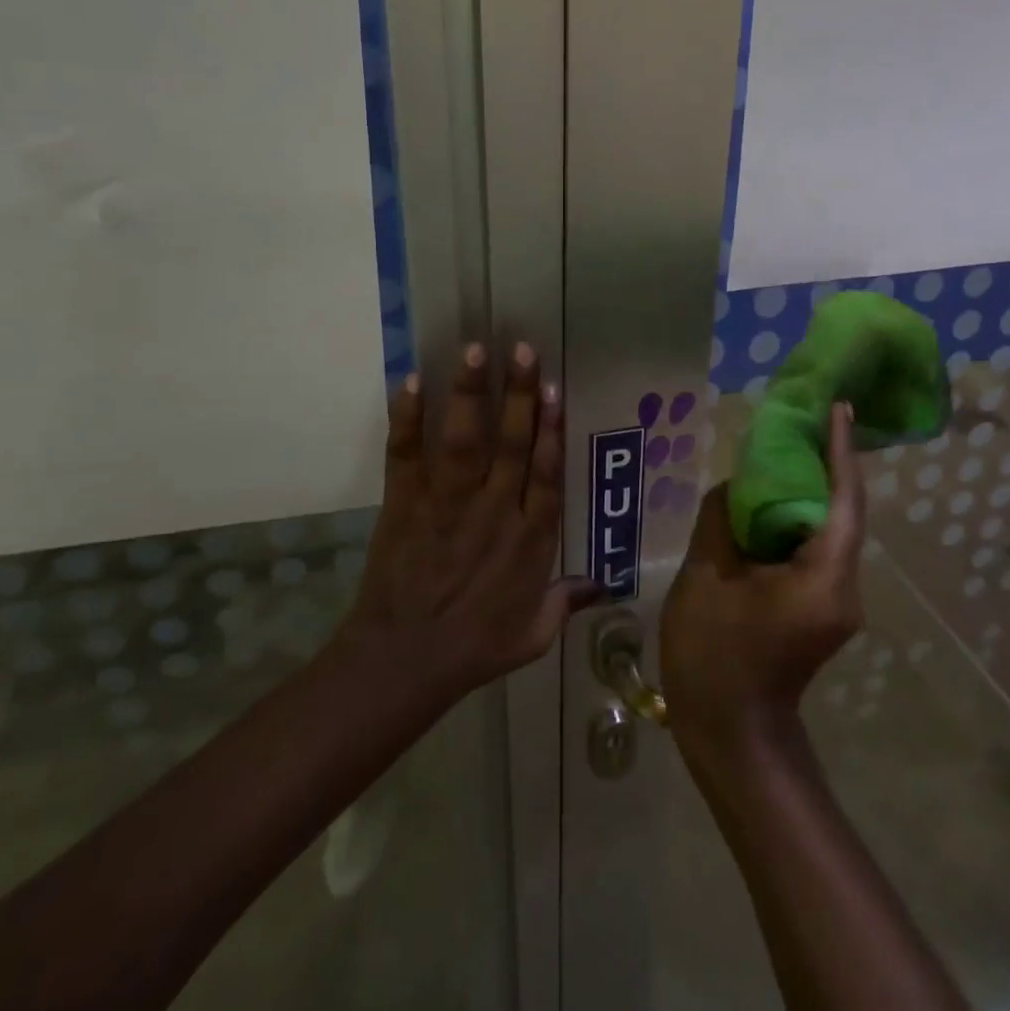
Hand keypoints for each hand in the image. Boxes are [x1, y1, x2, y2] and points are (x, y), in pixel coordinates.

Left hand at [340, 342, 598, 700]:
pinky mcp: (404, 504)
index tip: (555, 389)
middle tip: (523, 348)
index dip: (552, 428)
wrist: (405, 662)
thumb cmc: (476, 648)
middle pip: (512, 443)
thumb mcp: (534, 635)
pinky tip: (410, 382)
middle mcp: (494, 511)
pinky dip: (407, 419)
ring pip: (464, 440)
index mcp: (530, 539)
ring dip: (469, 393)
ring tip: (475, 349)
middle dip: (519, 393)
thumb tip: (604, 585)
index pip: (546, 472)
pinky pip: (406, 455)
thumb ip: (567, 602)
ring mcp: (446, 504)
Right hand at [661, 402, 865, 762]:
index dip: (840, 451)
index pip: (844, 501)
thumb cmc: (713, 656)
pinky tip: (766, 506)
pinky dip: (795, 522)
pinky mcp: (823, 610)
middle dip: (822, 465)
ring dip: (806, 494)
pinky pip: (815, 551)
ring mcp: (837, 602)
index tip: (838, 408)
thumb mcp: (705, 577)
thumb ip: (722, 520)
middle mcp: (845, 587)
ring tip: (777, 455)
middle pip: (841, 512)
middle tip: (796, 423)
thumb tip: (737, 488)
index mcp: (823, 578)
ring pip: (829, 532)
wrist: (731, 734)